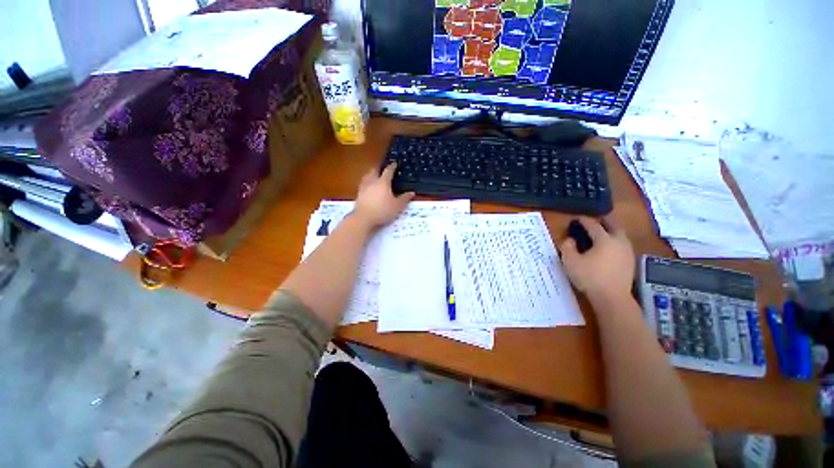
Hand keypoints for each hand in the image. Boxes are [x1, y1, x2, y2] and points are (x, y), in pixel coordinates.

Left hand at [352, 163, 414, 228]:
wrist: (364, 218)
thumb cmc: (383, 211)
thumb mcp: (397, 206)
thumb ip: (404, 198)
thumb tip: (412, 192)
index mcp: (383, 182)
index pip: (388, 171)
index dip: (392, 166)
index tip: (395, 163)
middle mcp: (373, 181)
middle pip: (375, 170)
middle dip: (379, 166)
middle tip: (383, 165)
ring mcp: (364, 187)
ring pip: (367, 175)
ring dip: (371, 172)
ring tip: (374, 173)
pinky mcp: (359, 194)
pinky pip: (363, 183)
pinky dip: (367, 180)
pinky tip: (368, 185)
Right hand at [559, 216, 634, 303]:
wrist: (612, 298)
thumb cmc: (589, 277)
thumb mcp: (570, 261)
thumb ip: (567, 247)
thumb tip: (570, 239)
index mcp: (604, 239)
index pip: (593, 225)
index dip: (584, 220)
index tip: (577, 219)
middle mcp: (619, 242)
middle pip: (614, 226)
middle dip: (604, 221)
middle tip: (595, 220)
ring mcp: (627, 252)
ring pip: (621, 235)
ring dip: (612, 231)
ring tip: (602, 233)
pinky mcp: (630, 262)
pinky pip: (623, 245)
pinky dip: (615, 241)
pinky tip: (609, 248)